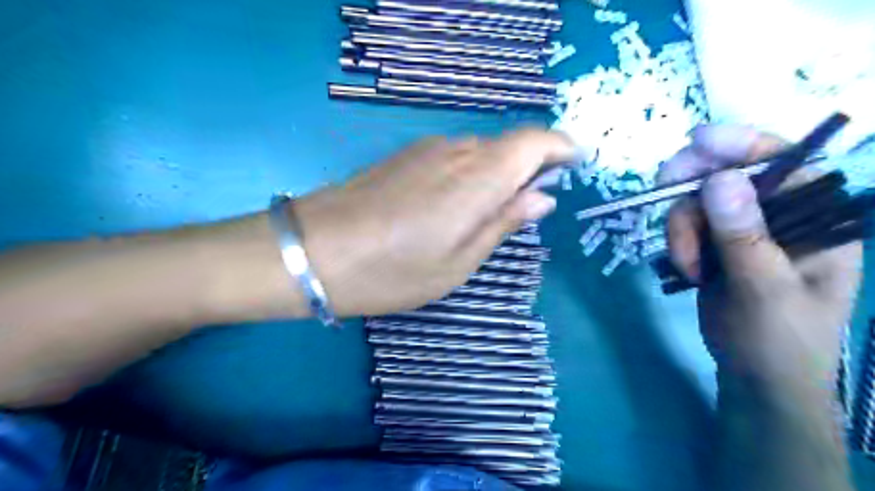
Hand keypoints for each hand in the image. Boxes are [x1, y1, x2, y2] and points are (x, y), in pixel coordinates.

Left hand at [296, 129, 579, 315]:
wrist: (312, 252)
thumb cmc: (392, 272)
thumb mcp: (458, 264)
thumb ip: (503, 223)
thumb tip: (541, 197)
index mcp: (478, 178)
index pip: (534, 142)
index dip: (560, 147)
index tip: (575, 164)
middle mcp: (456, 152)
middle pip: (507, 146)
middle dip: (528, 168)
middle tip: (528, 206)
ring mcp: (425, 150)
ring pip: (479, 151)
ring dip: (496, 173)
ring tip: (487, 214)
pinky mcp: (403, 156)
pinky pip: (452, 157)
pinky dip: (468, 174)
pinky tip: (452, 206)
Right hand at [665, 126, 858, 386]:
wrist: (755, 375)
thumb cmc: (779, 341)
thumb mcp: (765, 290)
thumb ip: (744, 236)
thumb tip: (721, 179)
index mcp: (817, 219)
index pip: (783, 162)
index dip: (740, 144)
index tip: (695, 141)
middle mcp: (780, 215)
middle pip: (727, 175)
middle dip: (692, 189)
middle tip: (661, 192)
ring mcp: (743, 228)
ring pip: (696, 201)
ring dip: (681, 230)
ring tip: (689, 266)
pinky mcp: (715, 243)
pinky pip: (685, 224)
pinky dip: (677, 243)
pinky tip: (687, 269)